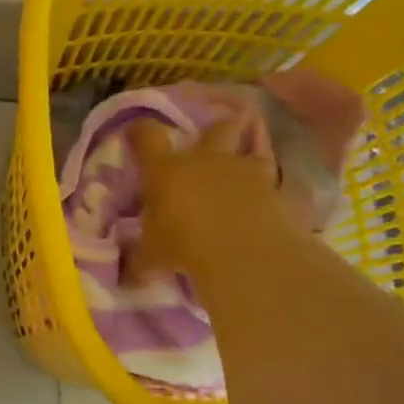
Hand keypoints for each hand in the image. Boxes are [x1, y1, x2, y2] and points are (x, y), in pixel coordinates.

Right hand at [123, 112, 293, 277]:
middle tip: (209, 141)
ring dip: (246, 154)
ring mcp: (243, 172)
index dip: (140, 132)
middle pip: (214, 128)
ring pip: (251, 147)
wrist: (246, 255)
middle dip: (213, 129)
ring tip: (242, 169)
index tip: (135, 134)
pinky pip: (272, 180)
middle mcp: (205, 160)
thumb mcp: (152, 256)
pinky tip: (264, 200)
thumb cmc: (185, 246)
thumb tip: (127, 276)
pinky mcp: (275, 190)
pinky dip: (267, 187)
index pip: (147, 136)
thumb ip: (140, 258)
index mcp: (166, 169)